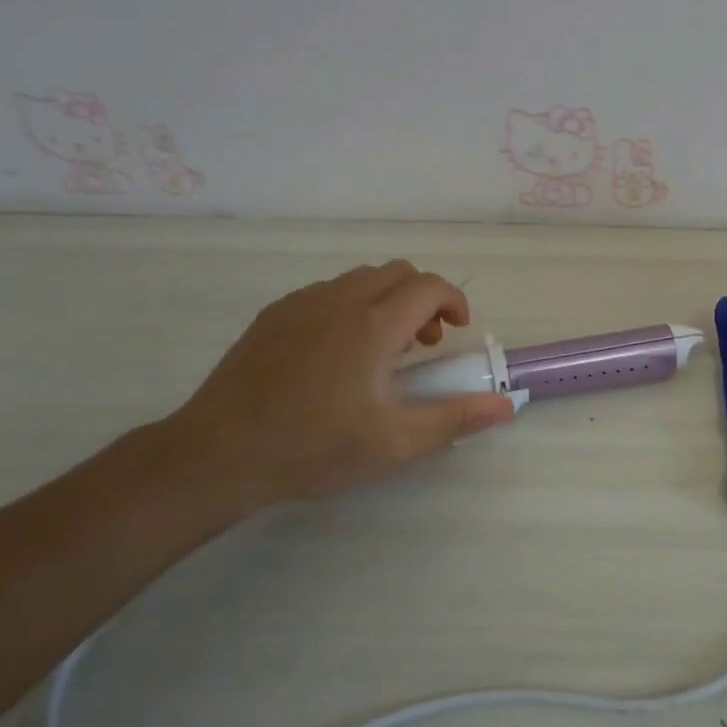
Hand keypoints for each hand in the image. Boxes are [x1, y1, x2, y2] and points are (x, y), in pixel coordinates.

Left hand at [162, 261, 515, 513]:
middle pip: (397, 272)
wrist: (218, 453)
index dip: (454, 301)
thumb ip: (456, 417)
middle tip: (424, 344)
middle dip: (423, 298)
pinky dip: (351, 307)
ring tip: (384, 350)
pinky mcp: (272, 316)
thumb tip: (508, 406)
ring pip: (360, 280)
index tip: (457, 331)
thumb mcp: (395, 442)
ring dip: (387, 301)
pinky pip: (326, 293)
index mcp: (375, 325)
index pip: (429, 286)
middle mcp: (340, 301)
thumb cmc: (314, 447)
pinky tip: (338, 354)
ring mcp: (301, 304)